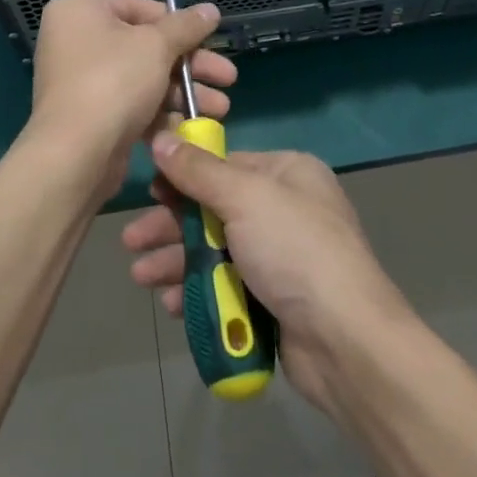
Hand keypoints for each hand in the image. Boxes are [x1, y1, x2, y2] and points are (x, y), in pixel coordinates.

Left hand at [25, 0, 236, 199]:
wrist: (76, 155)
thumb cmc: (114, 82)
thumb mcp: (157, 45)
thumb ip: (186, 26)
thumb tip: (211, 9)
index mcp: (81, 11)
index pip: (139, 7)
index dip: (178, 24)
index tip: (209, 40)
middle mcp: (76, 41)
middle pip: (146, 45)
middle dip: (190, 64)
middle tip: (228, 77)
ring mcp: (82, 81)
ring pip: (144, 78)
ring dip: (185, 92)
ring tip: (221, 108)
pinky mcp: (92, 116)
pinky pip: (133, 105)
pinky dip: (162, 113)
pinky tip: (195, 126)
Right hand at [122, 139, 410, 417]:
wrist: (344, 340)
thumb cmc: (294, 250)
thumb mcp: (244, 197)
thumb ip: (198, 171)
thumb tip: (161, 136)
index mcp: (288, 173)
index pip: (226, 165)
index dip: (184, 177)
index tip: (150, 191)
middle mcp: (286, 209)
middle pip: (215, 210)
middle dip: (172, 226)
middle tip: (132, 242)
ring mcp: (282, 257)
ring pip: (217, 250)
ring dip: (178, 261)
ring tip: (142, 277)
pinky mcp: (275, 299)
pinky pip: (227, 285)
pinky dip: (199, 291)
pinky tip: (172, 304)